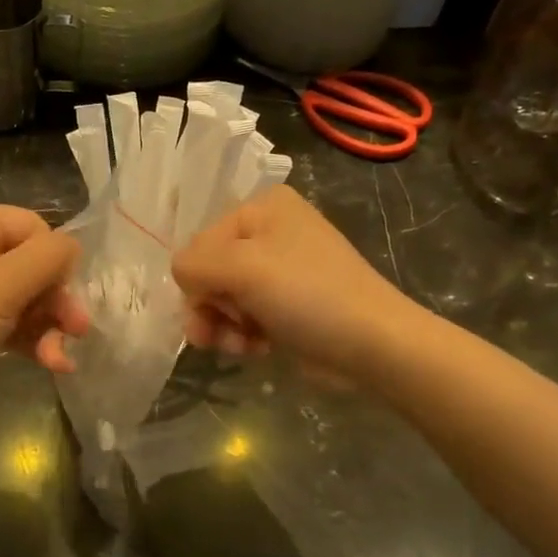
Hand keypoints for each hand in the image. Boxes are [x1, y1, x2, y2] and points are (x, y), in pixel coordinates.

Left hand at [0, 200, 88, 414]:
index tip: (70, 308)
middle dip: (53, 302)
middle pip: (28, 262)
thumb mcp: (0, 288)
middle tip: (77, 335)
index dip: (56, 266)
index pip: (33, 228)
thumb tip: (73, 247)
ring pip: (19, 294)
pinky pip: (1, 316)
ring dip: (44, 326)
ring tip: (59, 362)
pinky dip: (25, 337)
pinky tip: (48, 363)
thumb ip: (47, 259)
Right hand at [172, 187, 406, 382]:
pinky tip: (258, 349)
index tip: (214, 306)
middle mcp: (270, 231)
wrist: (373, 344)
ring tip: (241, 346)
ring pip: (223, 299)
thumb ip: (193, 265)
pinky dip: (244, 335)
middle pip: (210, 273)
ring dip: (224, 326)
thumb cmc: (307, 294)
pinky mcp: (287, 305)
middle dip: (210, 308)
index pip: (199, 243)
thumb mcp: (241, 268)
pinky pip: (245, 316)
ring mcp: (280, 270)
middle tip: (220, 334)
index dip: (199, 280)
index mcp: (262, 207)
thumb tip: (183, 279)